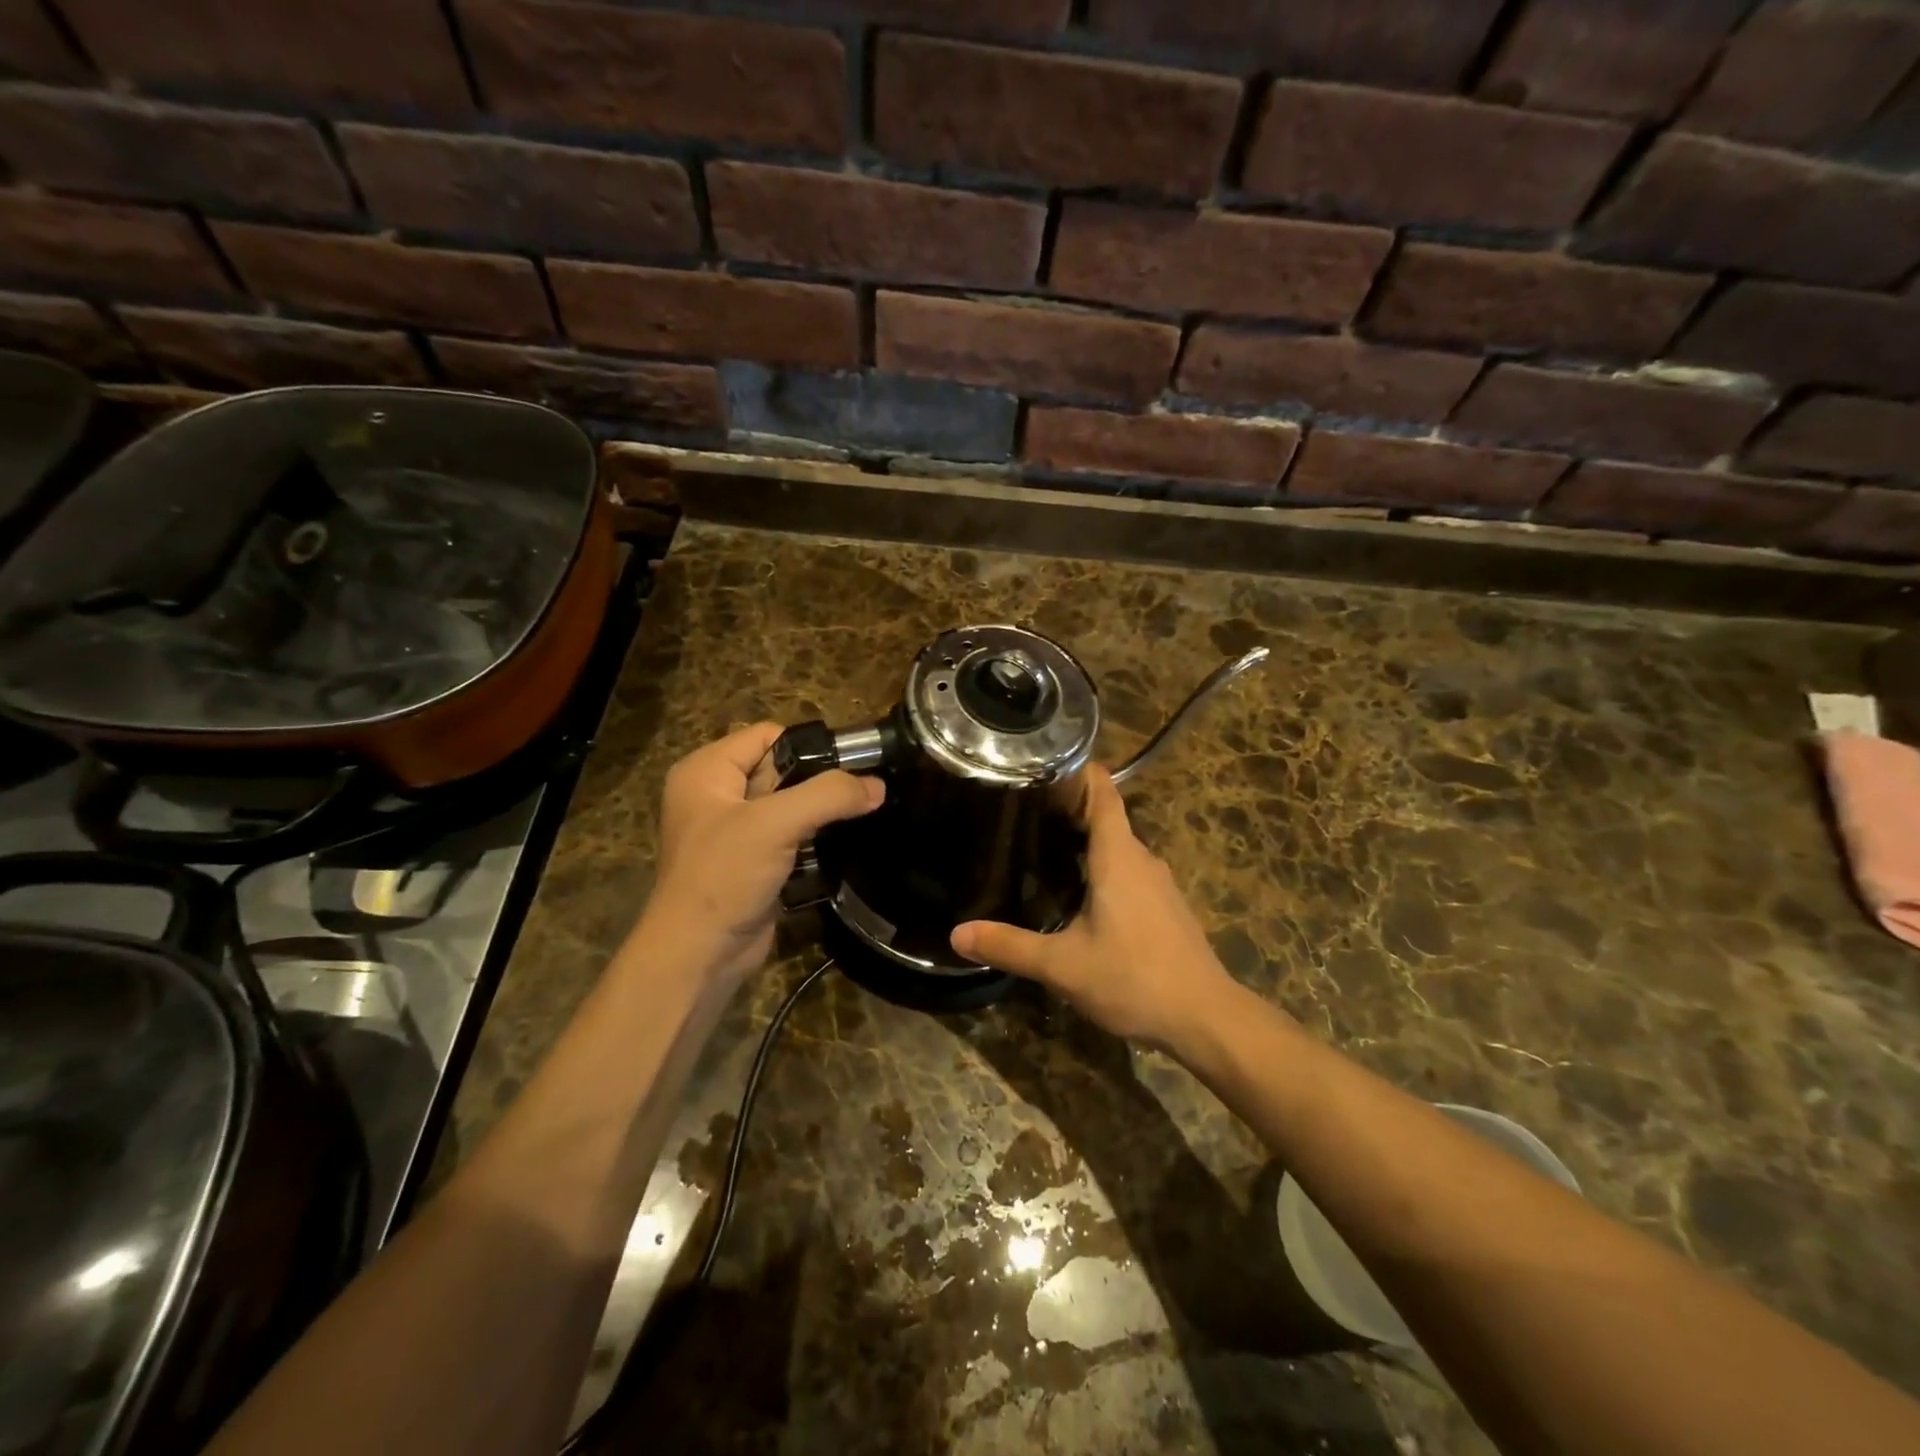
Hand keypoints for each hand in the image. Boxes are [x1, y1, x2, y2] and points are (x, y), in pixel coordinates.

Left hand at [638, 723, 883, 983]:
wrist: (699, 955)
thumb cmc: (724, 876)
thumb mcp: (775, 824)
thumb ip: (829, 796)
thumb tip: (879, 785)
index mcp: (707, 771)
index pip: (767, 735)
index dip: (808, 746)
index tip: (851, 766)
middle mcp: (717, 795)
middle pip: (782, 769)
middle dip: (819, 782)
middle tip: (861, 795)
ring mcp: (735, 831)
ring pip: (790, 805)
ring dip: (820, 814)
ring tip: (857, 818)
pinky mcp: (752, 862)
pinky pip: (790, 836)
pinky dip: (813, 839)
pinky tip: (840, 846)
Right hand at [951, 766, 1238, 1049]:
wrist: (1205, 1018)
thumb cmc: (1133, 978)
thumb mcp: (1063, 965)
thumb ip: (1010, 946)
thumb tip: (956, 934)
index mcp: (1118, 856)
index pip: (1102, 792)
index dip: (1078, 772)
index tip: (1044, 764)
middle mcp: (1142, 860)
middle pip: (1106, 817)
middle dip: (1068, 810)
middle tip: (1023, 812)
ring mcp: (1159, 884)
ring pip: (1118, 848)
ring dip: (1085, 842)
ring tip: (1042, 848)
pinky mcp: (1166, 908)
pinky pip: (1129, 872)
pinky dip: (1103, 869)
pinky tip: (1079, 895)